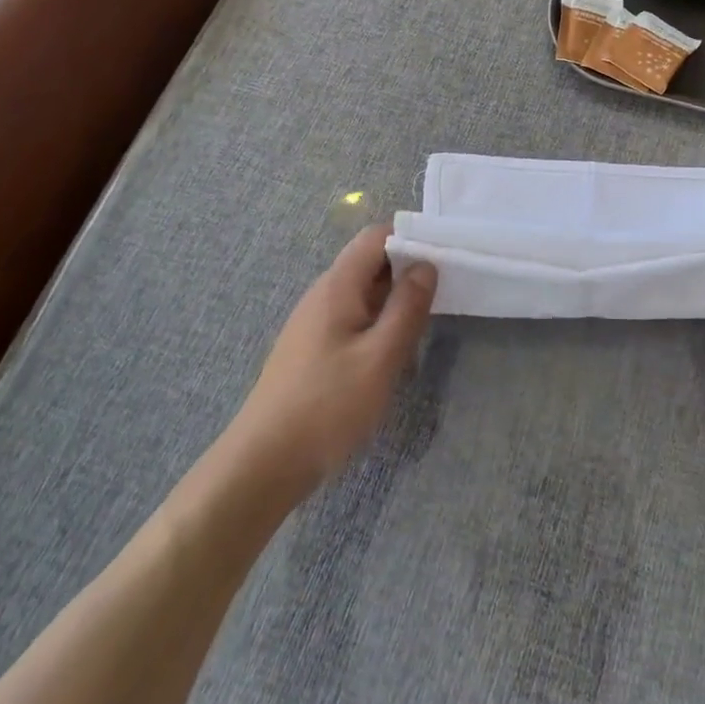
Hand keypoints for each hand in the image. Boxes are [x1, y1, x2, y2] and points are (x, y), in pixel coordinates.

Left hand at [227, 226, 436, 499]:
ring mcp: (314, 323)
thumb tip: (426, 265)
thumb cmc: (327, 407)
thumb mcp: (380, 357)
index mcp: (338, 286)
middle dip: (407, 272)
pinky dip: (377, 325)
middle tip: (442, 296)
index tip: (443, 262)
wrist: (261, 466)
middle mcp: (323, 295)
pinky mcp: (312, 350)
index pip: (377, 237)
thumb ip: (407, 307)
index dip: (411, 240)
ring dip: (394, 302)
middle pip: (371, 262)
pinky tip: (391, 356)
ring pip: (363, 293)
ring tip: (423, 328)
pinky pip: (352, 319)